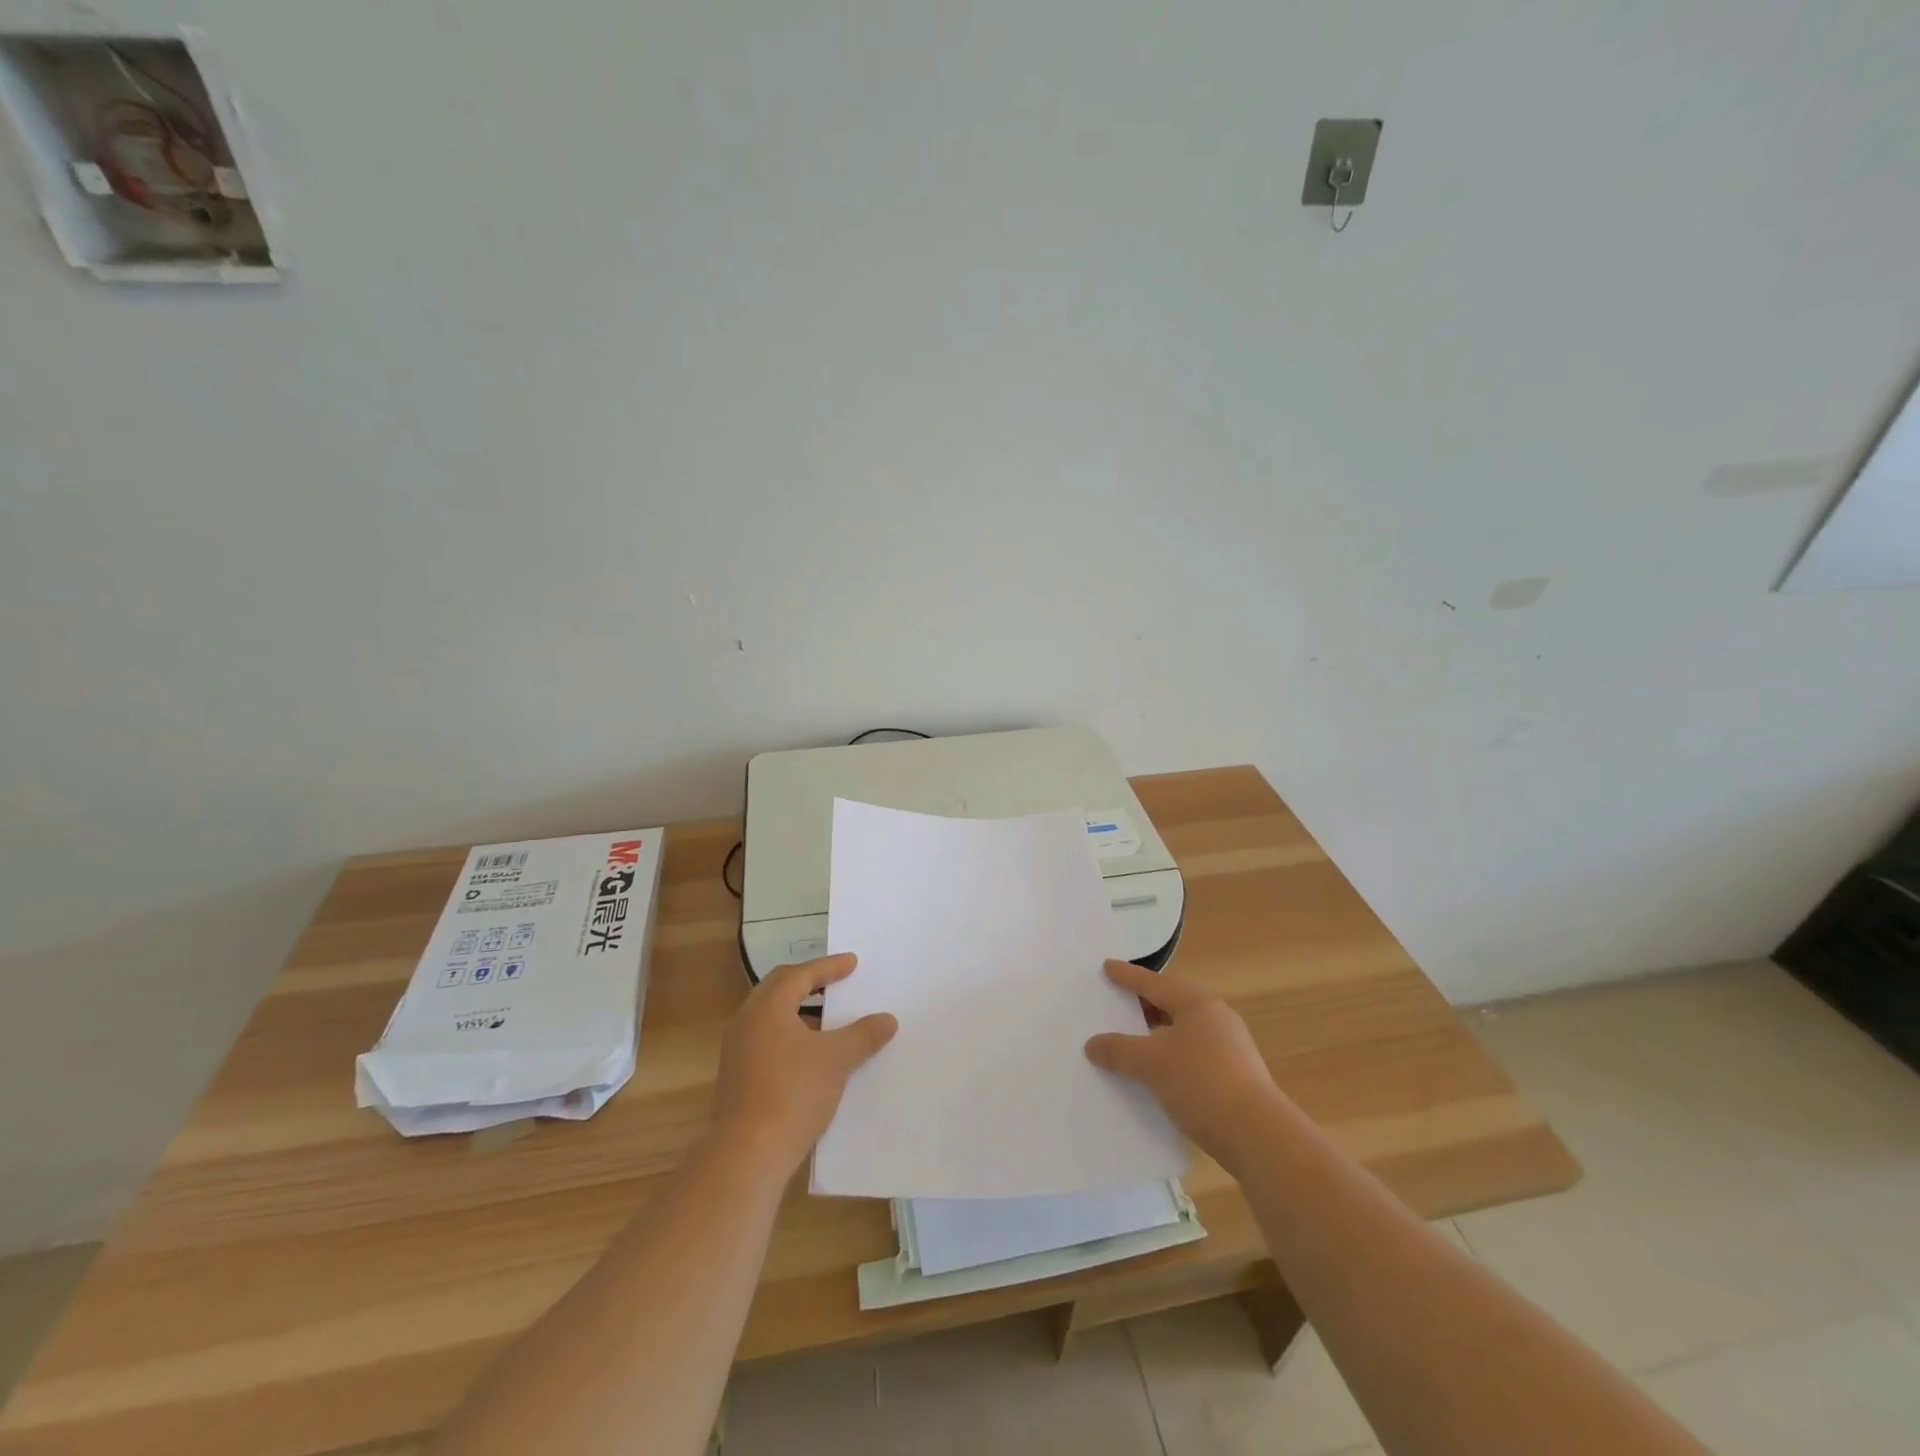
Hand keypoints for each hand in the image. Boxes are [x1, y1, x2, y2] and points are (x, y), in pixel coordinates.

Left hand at [711, 953, 897, 1175]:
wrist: (747, 1155)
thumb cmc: (793, 1093)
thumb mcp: (837, 1060)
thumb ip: (863, 1034)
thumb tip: (888, 1019)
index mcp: (767, 1007)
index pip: (800, 974)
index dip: (828, 967)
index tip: (852, 963)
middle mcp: (747, 1022)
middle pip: (779, 989)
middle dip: (810, 982)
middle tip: (836, 980)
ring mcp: (737, 1051)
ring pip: (771, 1016)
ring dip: (800, 1011)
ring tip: (828, 1018)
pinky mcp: (737, 1077)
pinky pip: (767, 1040)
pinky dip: (790, 1035)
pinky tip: (811, 1054)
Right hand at [1085, 960, 1279, 1170]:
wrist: (1257, 1136)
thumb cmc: (1201, 1083)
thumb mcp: (1151, 1063)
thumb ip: (1118, 1049)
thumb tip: (1092, 1044)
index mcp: (1197, 1003)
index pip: (1155, 983)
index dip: (1128, 976)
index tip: (1108, 967)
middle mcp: (1217, 1017)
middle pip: (1172, 1003)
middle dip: (1145, 1003)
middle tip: (1118, 1001)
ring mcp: (1230, 1047)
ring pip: (1184, 1030)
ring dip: (1157, 1032)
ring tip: (1133, 1038)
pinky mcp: (1235, 1075)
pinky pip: (1193, 1053)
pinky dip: (1171, 1054)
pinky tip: (1157, 1072)